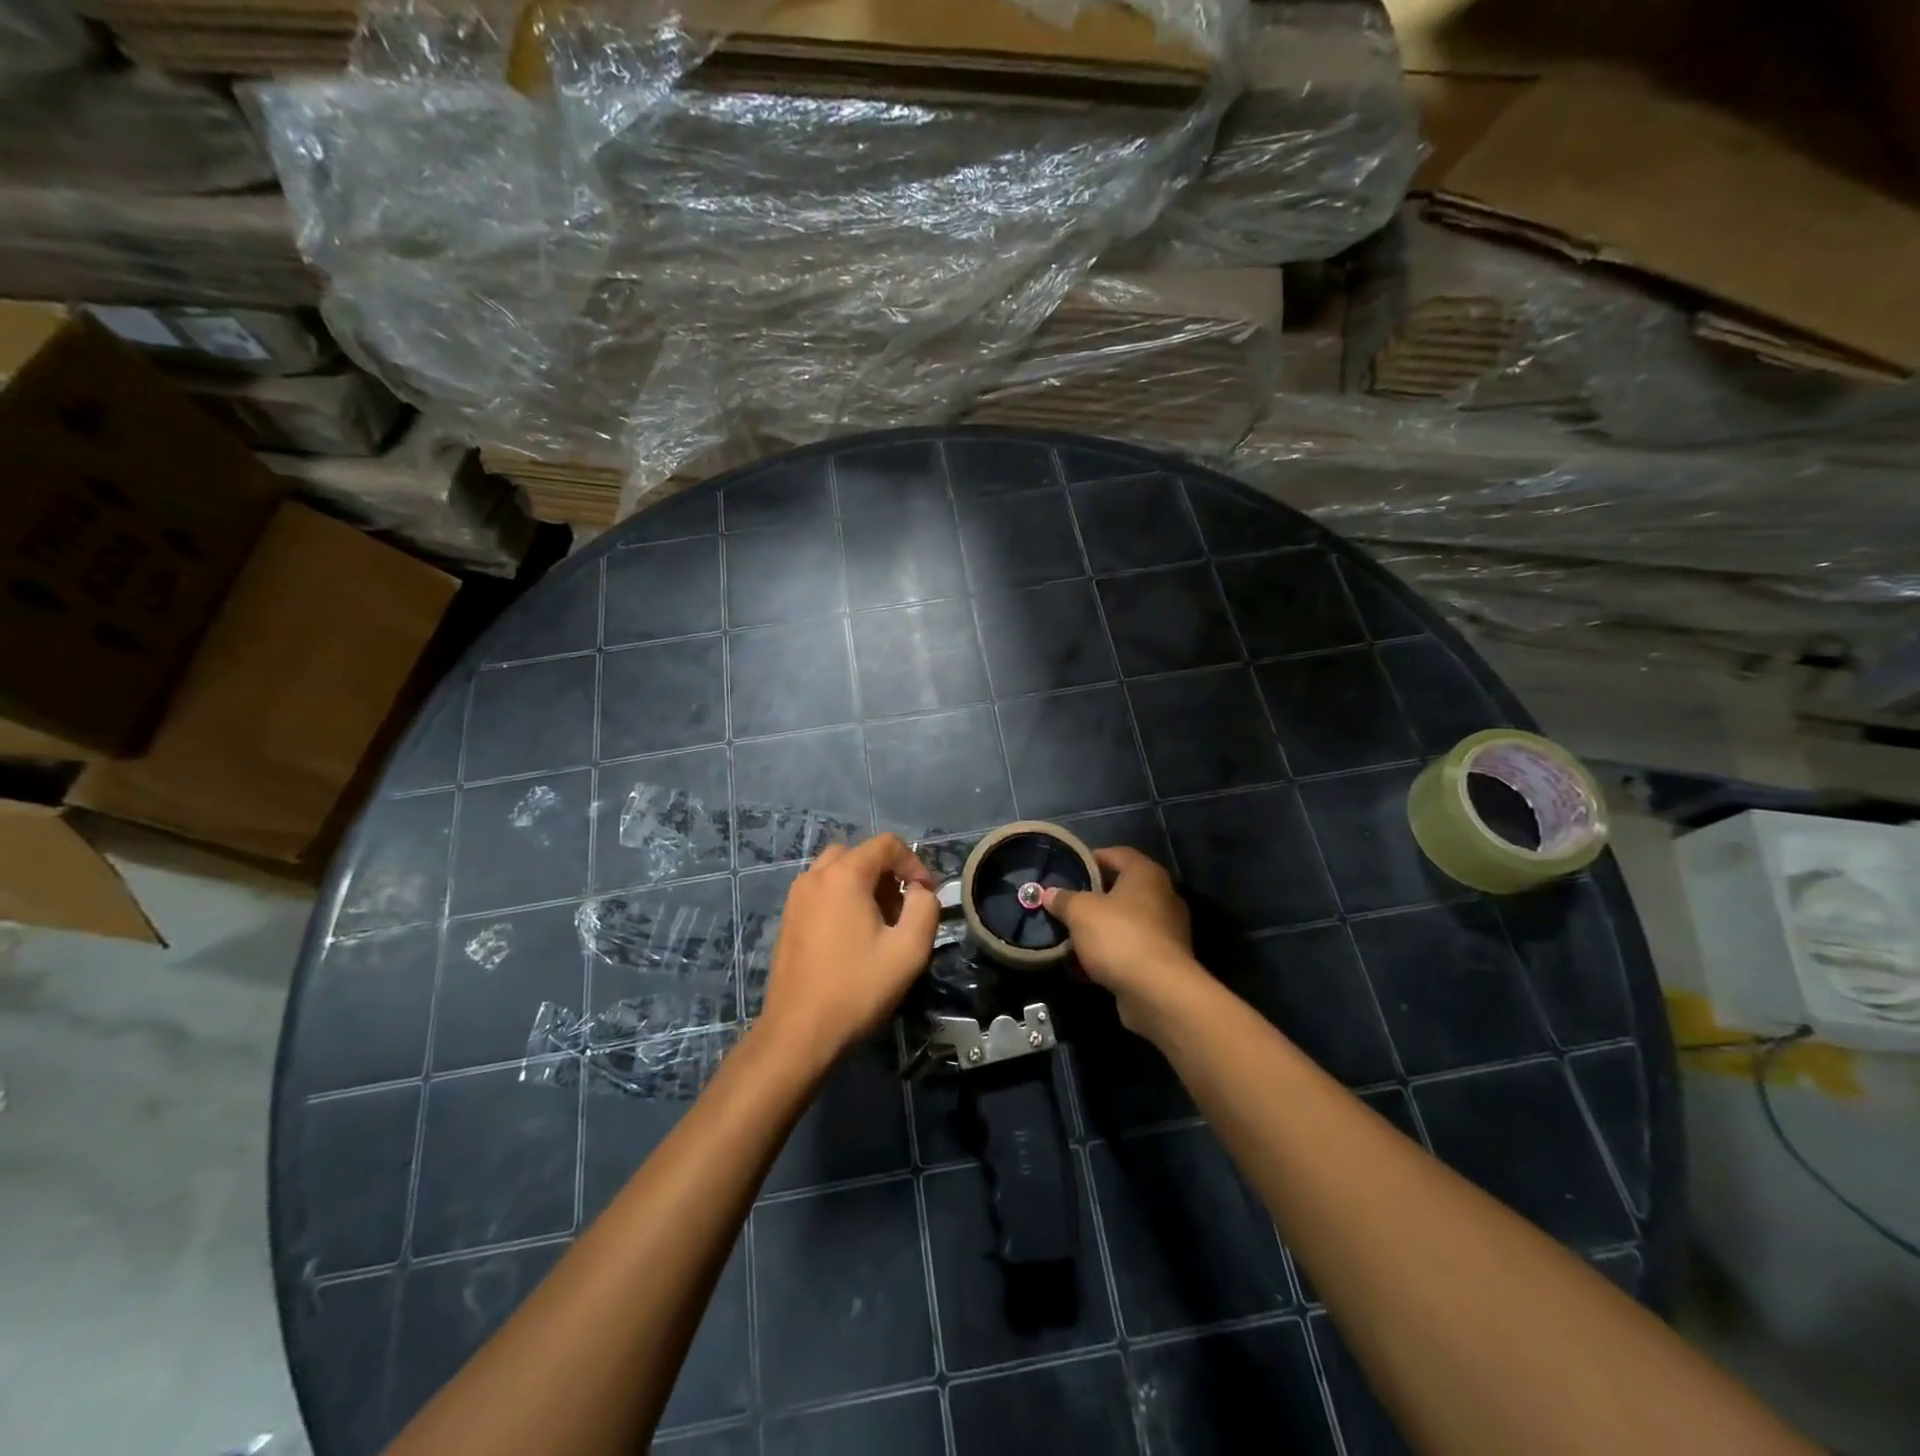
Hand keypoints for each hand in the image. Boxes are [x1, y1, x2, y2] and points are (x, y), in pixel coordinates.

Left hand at [758, 833, 939, 1062]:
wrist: (798, 1033)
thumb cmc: (857, 988)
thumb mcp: (909, 950)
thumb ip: (925, 908)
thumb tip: (920, 891)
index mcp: (843, 875)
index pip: (886, 844)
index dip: (913, 863)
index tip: (927, 894)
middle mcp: (815, 876)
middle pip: (859, 854)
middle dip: (886, 872)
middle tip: (902, 907)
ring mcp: (796, 897)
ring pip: (837, 871)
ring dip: (863, 884)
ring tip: (879, 922)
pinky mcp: (788, 919)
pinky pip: (821, 891)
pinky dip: (841, 898)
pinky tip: (852, 937)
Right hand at [1042, 847, 1204, 1032]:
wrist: (1158, 992)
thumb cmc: (1119, 937)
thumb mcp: (1080, 912)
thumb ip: (1064, 899)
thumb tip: (1049, 893)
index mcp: (1146, 875)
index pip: (1116, 854)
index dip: (1090, 858)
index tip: (1067, 870)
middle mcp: (1162, 897)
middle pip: (1119, 889)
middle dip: (1090, 898)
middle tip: (1063, 904)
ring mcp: (1165, 931)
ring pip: (1123, 922)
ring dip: (1097, 930)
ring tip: (1068, 937)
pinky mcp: (1162, 961)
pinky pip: (1128, 949)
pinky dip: (1107, 955)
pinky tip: (1082, 968)